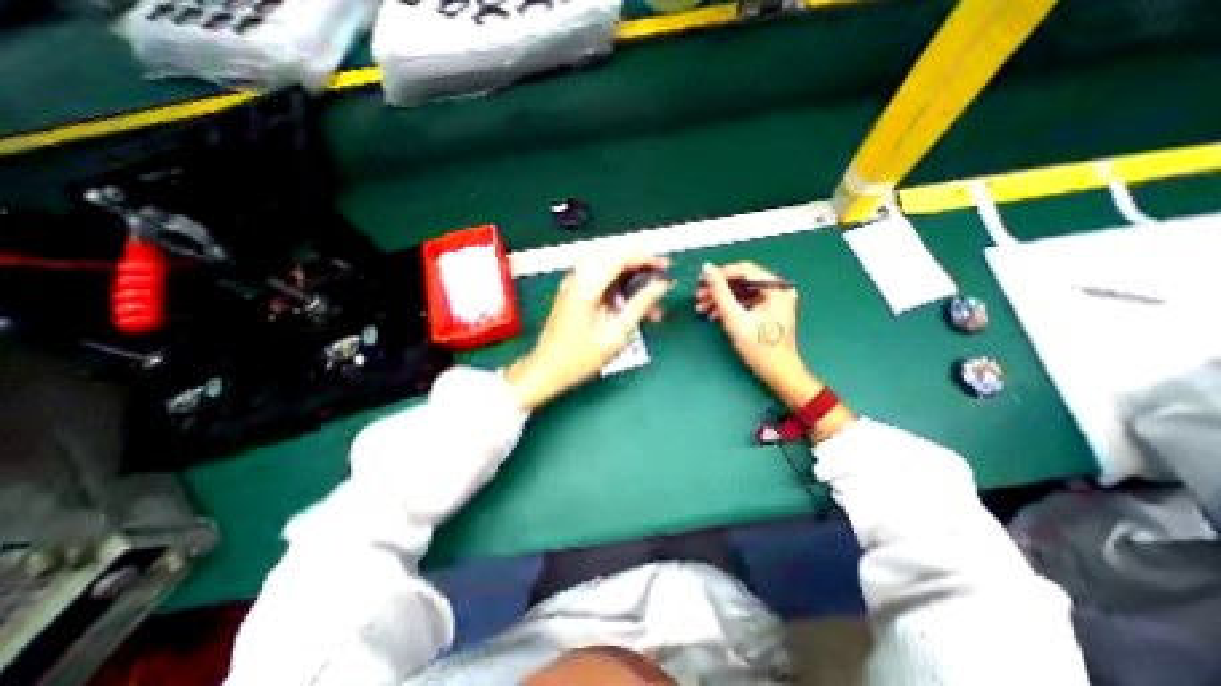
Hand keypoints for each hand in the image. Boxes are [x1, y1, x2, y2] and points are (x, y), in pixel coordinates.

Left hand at [513, 252, 672, 410]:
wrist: (547, 369)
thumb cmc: (580, 356)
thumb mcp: (616, 333)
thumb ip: (640, 305)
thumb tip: (660, 286)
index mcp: (587, 285)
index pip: (620, 257)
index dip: (646, 259)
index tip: (665, 266)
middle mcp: (578, 278)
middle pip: (613, 256)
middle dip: (639, 264)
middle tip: (658, 278)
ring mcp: (573, 285)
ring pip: (607, 267)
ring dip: (629, 277)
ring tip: (647, 297)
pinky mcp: (573, 293)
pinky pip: (599, 279)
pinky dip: (617, 286)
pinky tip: (629, 304)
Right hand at [697, 262, 819, 410]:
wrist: (777, 372)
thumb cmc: (759, 347)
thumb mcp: (734, 318)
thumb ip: (719, 292)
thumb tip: (707, 268)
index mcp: (776, 288)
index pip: (744, 270)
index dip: (720, 274)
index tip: (701, 281)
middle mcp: (778, 289)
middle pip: (742, 281)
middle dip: (718, 289)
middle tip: (698, 296)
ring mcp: (774, 299)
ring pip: (741, 292)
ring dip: (721, 299)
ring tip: (701, 307)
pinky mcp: (769, 309)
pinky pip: (745, 301)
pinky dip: (730, 307)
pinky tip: (713, 315)